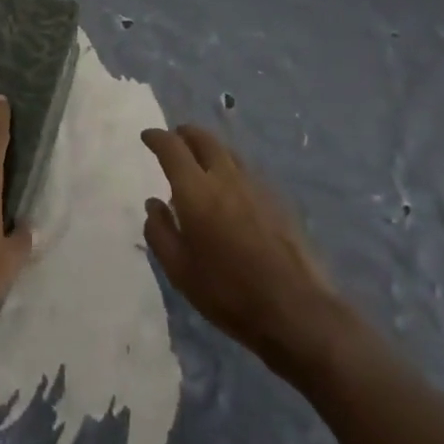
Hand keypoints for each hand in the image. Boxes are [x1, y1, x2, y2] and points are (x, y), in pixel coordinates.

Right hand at [141, 124, 348, 370]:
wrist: (296, 310)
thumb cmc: (229, 293)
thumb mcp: (180, 271)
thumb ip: (160, 232)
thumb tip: (153, 204)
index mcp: (196, 190)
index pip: (172, 147)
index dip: (156, 137)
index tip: (147, 137)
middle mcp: (225, 177)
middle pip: (203, 138)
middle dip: (184, 134)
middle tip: (174, 140)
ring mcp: (254, 185)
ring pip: (226, 151)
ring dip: (208, 148)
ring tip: (200, 162)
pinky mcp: (276, 199)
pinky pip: (245, 170)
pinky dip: (229, 167)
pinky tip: (230, 188)